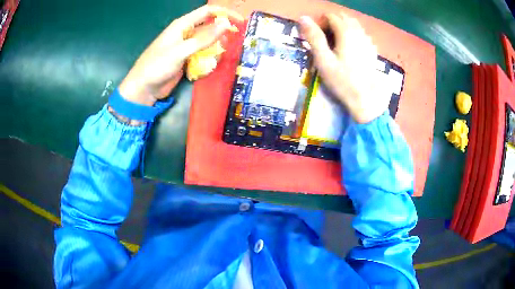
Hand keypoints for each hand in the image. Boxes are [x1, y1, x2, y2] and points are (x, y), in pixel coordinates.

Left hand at [119, 5, 243, 105]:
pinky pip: (204, 53)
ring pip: (208, 40)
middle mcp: (186, 32)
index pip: (208, 12)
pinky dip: (210, 56)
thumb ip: (203, 39)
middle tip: (235, 40)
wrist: (144, 88)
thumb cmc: (157, 66)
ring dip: (217, 45)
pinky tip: (212, 63)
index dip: (225, 13)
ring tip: (222, 54)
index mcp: (182, 25)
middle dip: (223, 30)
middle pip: (210, 25)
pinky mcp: (187, 58)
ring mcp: (187, 45)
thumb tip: (225, 25)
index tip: (240, 22)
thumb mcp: (180, 51)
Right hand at [299, 13, 388, 123]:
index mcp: (346, 32)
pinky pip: (362, 34)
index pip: (330, 16)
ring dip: (342, 27)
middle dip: (331, 22)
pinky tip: (349, 48)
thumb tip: (303, 17)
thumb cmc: (342, 81)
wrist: (365, 99)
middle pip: (343, 17)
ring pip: (354, 24)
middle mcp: (359, 32)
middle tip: (324, 38)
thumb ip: (314, 37)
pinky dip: (353, 34)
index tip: (315, 36)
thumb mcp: (323, 60)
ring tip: (335, 42)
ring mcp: (368, 41)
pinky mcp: (372, 50)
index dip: (320, 22)